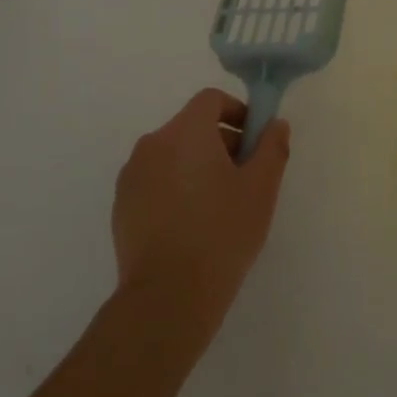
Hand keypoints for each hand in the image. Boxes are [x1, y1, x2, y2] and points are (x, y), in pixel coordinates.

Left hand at [112, 89, 291, 351]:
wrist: (168, 296)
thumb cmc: (222, 233)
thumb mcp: (261, 188)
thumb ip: (271, 147)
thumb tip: (275, 124)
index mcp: (185, 132)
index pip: (211, 100)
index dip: (238, 111)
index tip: (255, 142)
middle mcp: (152, 144)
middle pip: (191, 126)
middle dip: (221, 142)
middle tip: (245, 177)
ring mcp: (132, 176)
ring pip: (172, 155)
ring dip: (198, 165)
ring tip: (220, 205)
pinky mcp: (121, 205)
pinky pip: (155, 180)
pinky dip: (176, 187)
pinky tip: (192, 224)